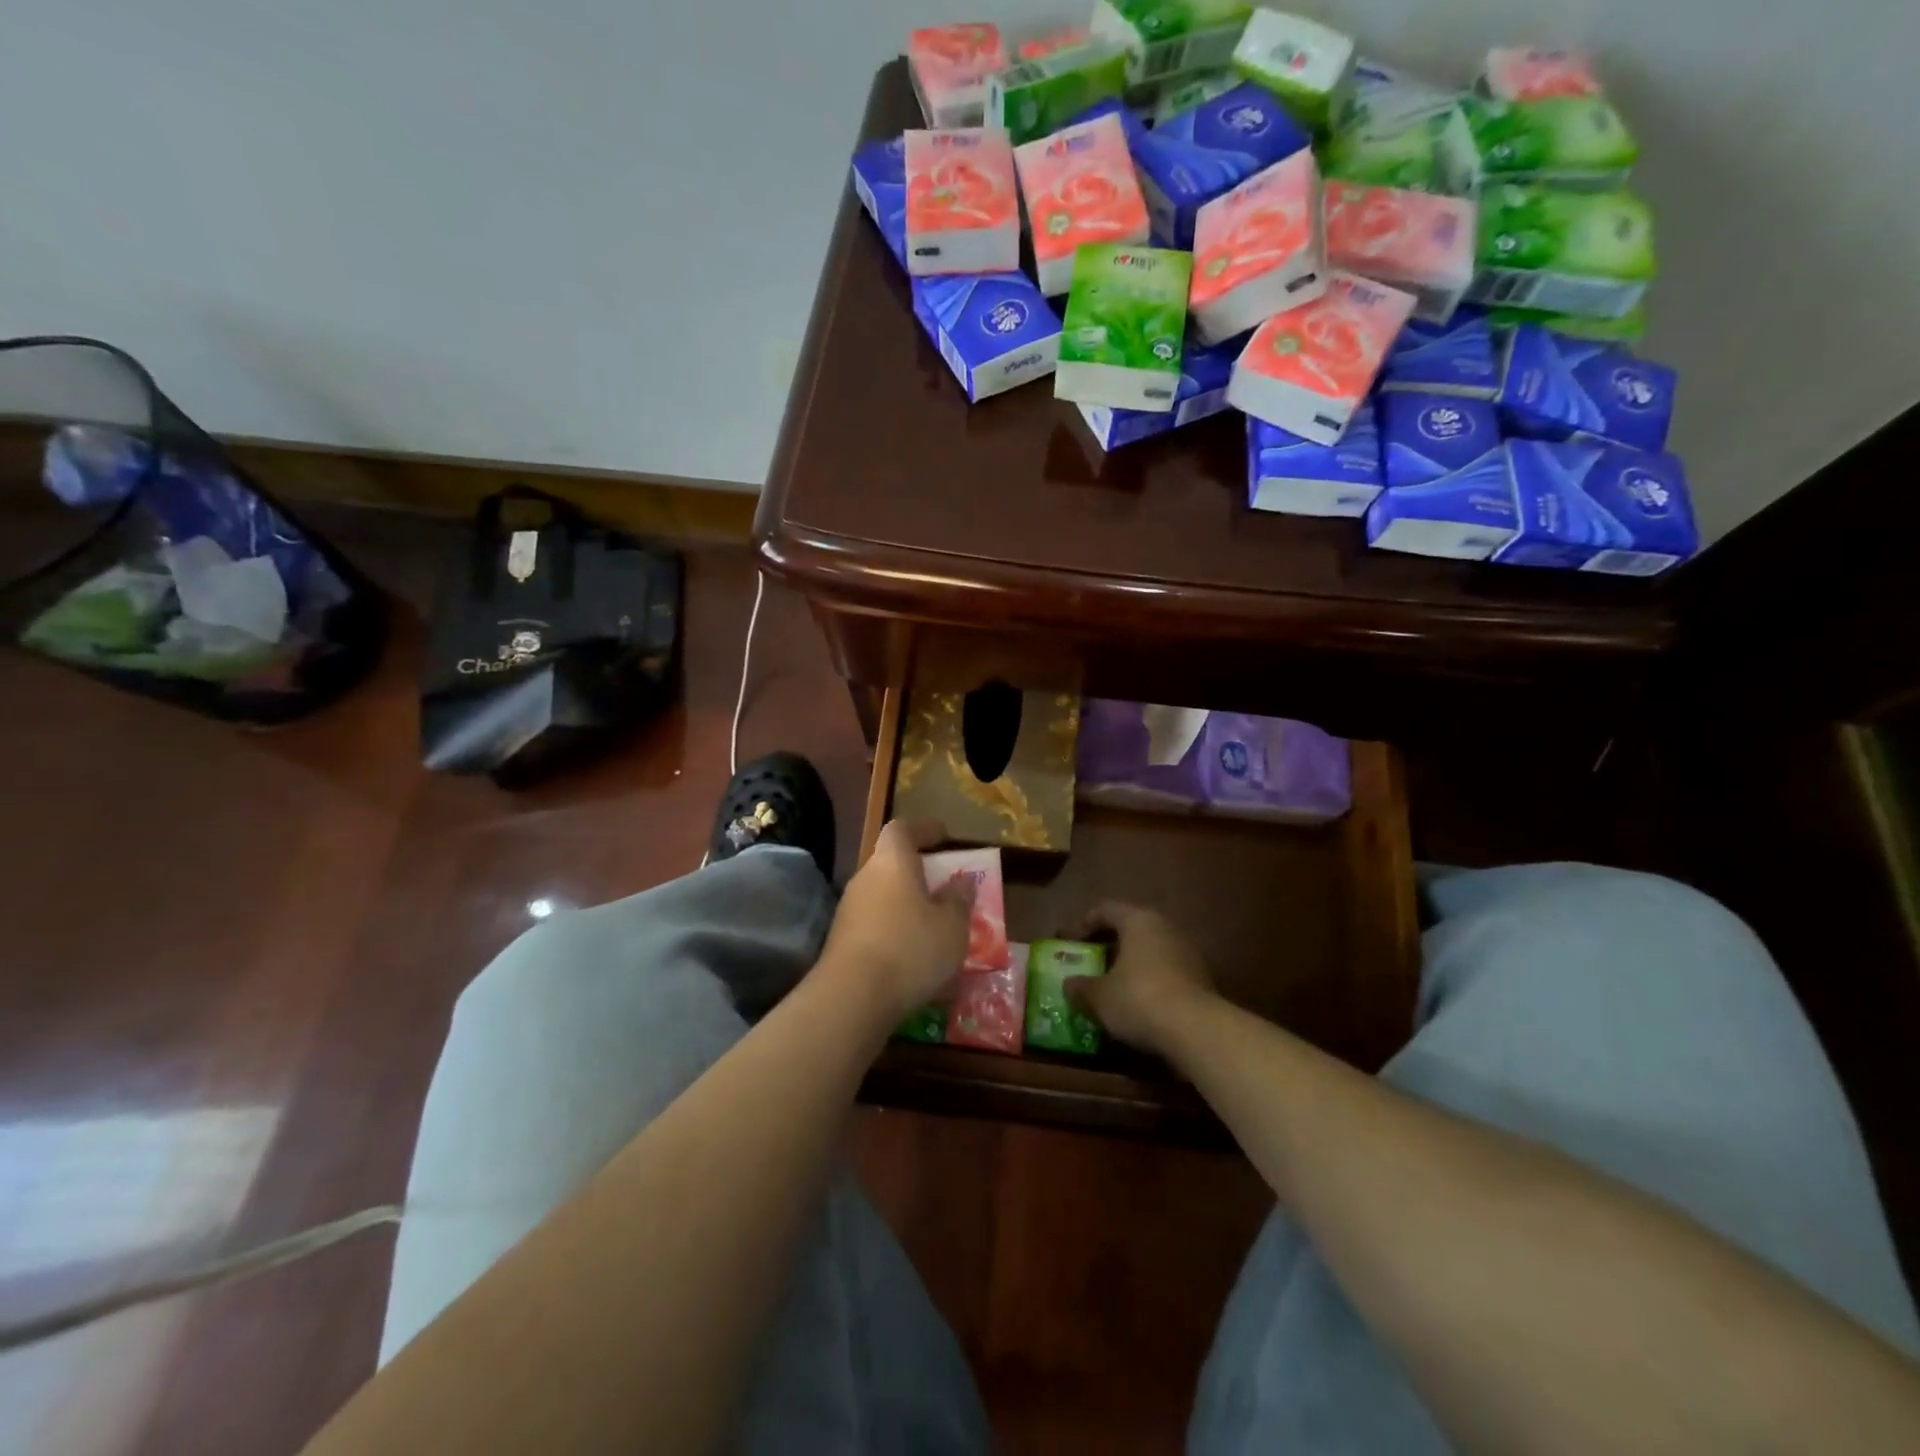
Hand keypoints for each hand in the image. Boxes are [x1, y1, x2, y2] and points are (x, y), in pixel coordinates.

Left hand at [819, 820, 973, 1022]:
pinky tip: (912, 954)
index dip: (923, 829)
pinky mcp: (841, 940)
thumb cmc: (910, 948)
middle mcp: (865, 878)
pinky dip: (894, 930)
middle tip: (944, 886)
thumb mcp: (952, 926)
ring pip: (883, 895)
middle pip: (891, 863)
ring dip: (906, 904)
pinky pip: (875, 923)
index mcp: (892, 862)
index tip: (943, 836)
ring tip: (933, 925)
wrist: (852, 997)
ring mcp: (849, 910)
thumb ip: (959, 899)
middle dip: (918, 872)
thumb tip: (962, 880)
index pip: (902, 829)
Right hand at [1065, 902, 1216, 1057]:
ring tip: (1111, 986)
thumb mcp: (1099, 996)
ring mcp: (1187, 951)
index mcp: (1138, 920)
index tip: (1068, 943)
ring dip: (1129, 965)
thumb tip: (1069, 985)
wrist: (1197, 1030)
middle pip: (1130, 928)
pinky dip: (1148, 981)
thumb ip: (1080, 987)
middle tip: (1089, 963)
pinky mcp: (1201, 977)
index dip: (1082, 924)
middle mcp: (1165, 927)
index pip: (1105, 910)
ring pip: (1150, 950)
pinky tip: (1137, 1003)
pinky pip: (1166, 970)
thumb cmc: (1139, 999)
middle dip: (1107, 945)